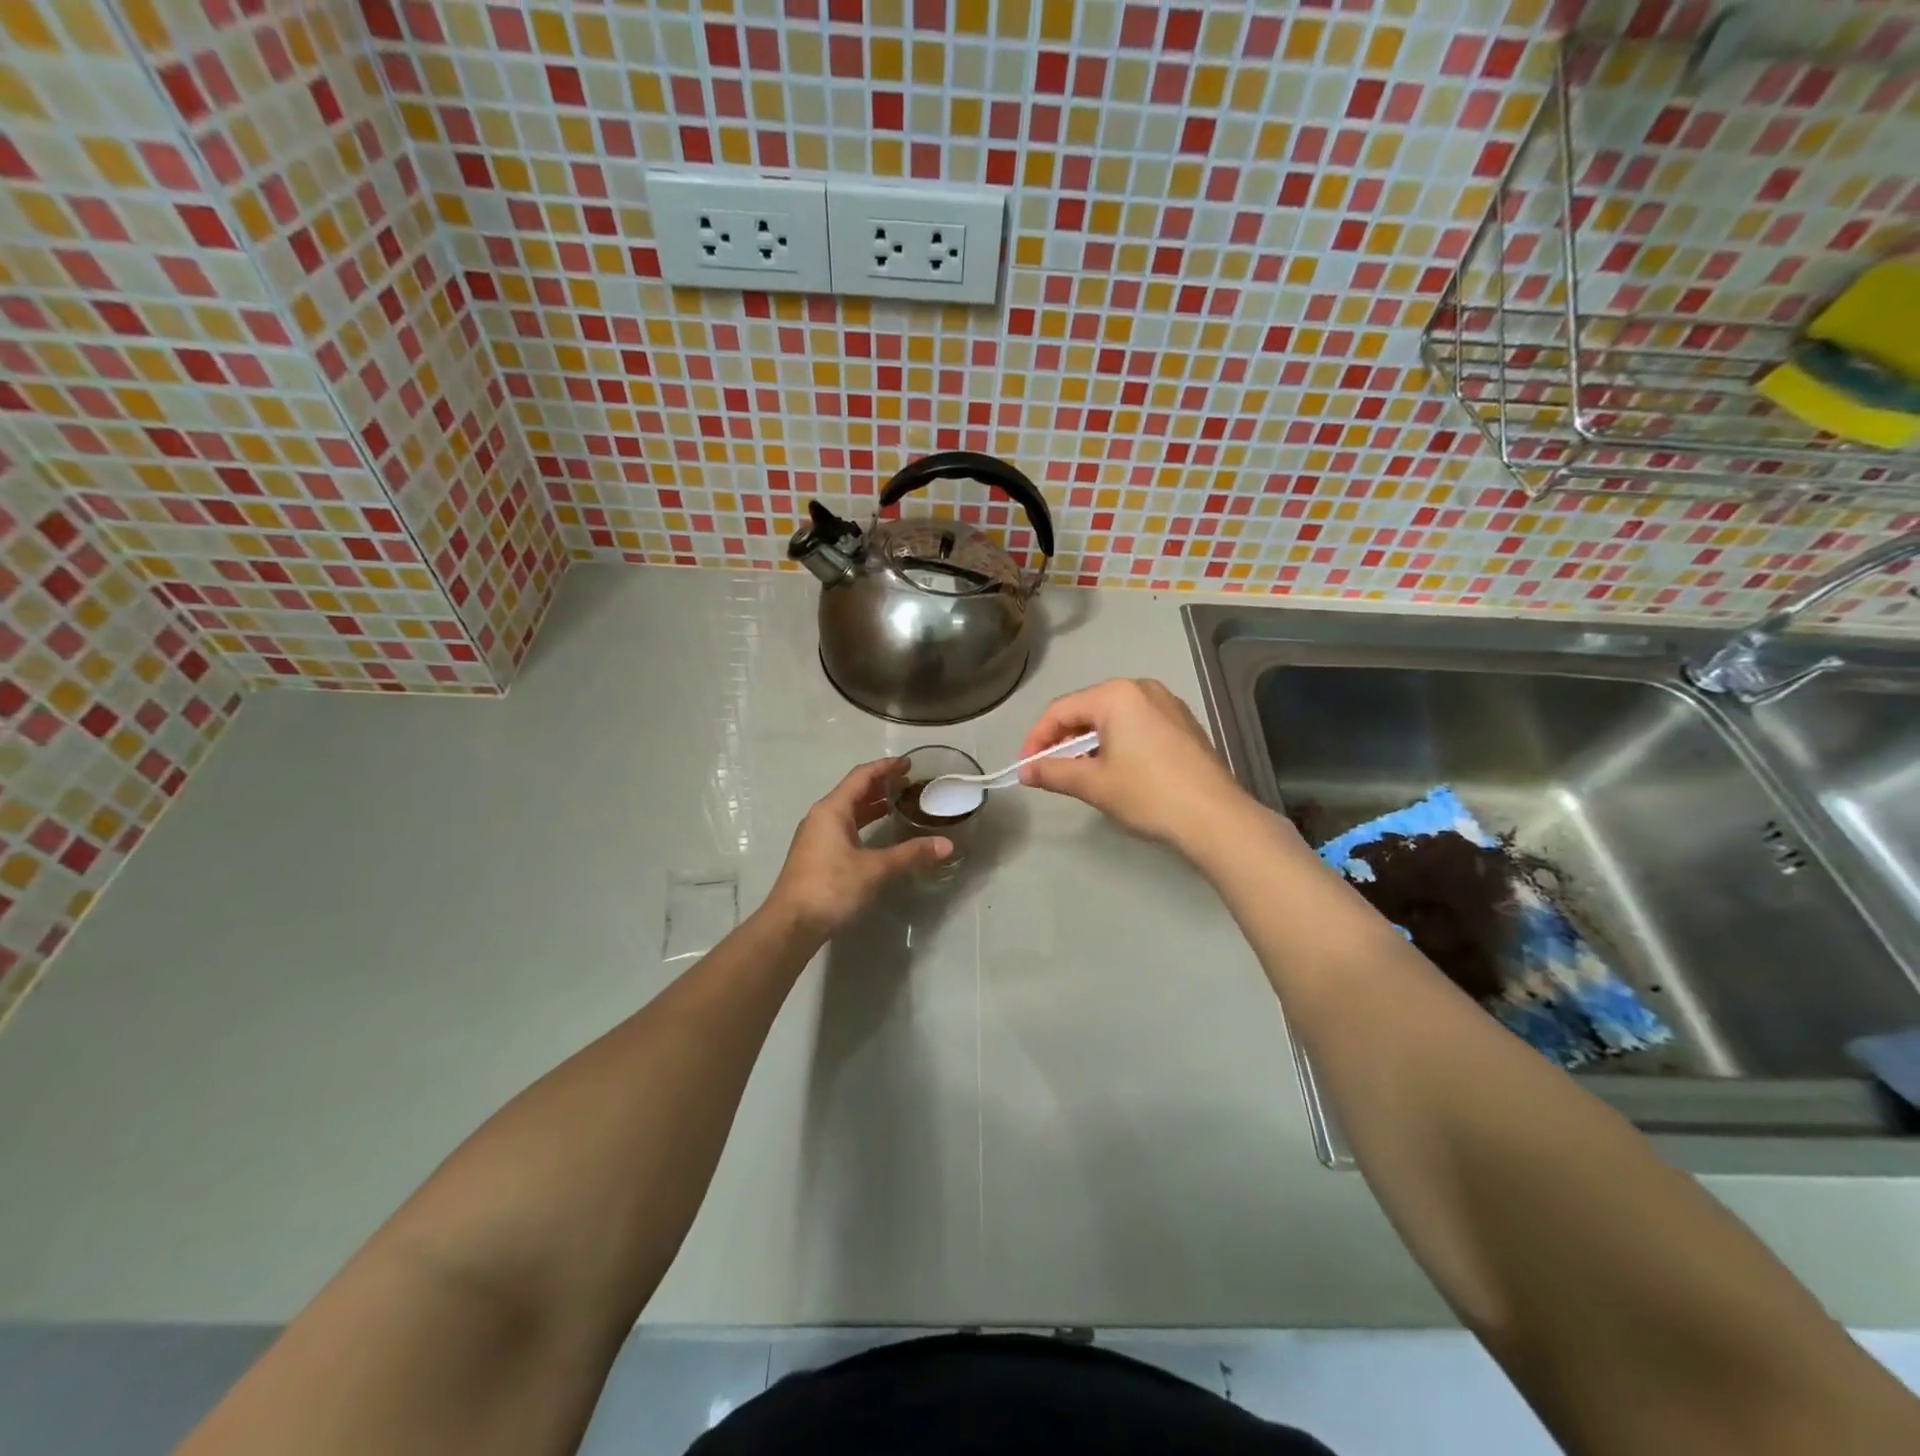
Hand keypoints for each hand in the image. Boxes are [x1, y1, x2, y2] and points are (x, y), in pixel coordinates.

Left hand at [767, 757, 951, 938]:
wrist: (791, 925)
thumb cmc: (830, 887)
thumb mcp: (874, 869)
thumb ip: (910, 854)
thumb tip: (947, 845)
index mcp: (832, 810)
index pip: (862, 776)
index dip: (886, 767)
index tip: (909, 763)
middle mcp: (821, 817)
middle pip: (854, 791)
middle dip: (881, 785)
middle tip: (910, 783)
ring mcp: (817, 837)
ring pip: (849, 812)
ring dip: (872, 806)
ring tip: (900, 805)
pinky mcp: (817, 856)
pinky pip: (844, 828)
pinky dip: (864, 824)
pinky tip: (879, 835)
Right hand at [1018, 678, 1251, 850]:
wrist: (1215, 817)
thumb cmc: (1148, 793)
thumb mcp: (1093, 784)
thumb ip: (1053, 771)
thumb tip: (1026, 772)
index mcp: (1116, 694)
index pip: (1061, 710)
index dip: (1037, 738)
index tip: (1025, 767)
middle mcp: (1142, 688)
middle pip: (1087, 709)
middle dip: (1063, 739)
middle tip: (1049, 769)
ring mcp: (1167, 703)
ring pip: (1113, 717)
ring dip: (1089, 741)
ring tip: (1079, 772)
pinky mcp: (1184, 723)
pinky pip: (1137, 724)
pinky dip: (1117, 741)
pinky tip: (1115, 768)